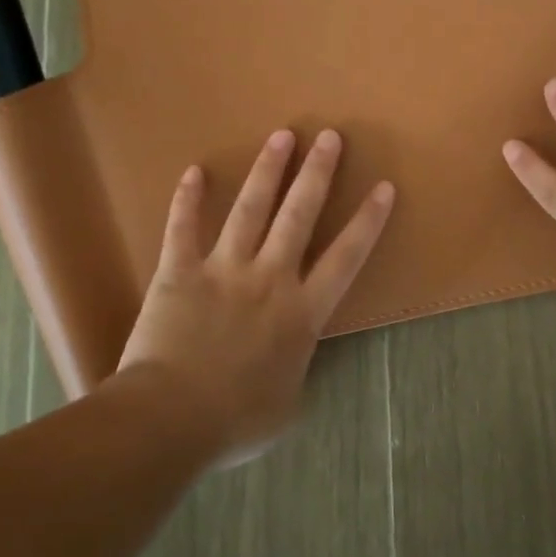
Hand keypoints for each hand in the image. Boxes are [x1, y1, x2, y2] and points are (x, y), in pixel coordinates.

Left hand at [120, 129, 394, 463]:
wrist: (171, 419)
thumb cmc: (235, 420)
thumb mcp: (286, 406)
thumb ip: (295, 372)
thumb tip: (290, 363)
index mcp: (302, 313)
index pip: (345, 258)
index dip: (367, 222)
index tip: (383, 188)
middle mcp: (269, 280)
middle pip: (299, 216)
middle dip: (317, 174)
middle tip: (330, 136)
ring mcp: (223, 271)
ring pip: (250, 210)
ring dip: (268, 171)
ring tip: (282, 136)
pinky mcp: (178, 273)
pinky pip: (182, 229)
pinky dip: (186, 200)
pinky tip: (193, 171)